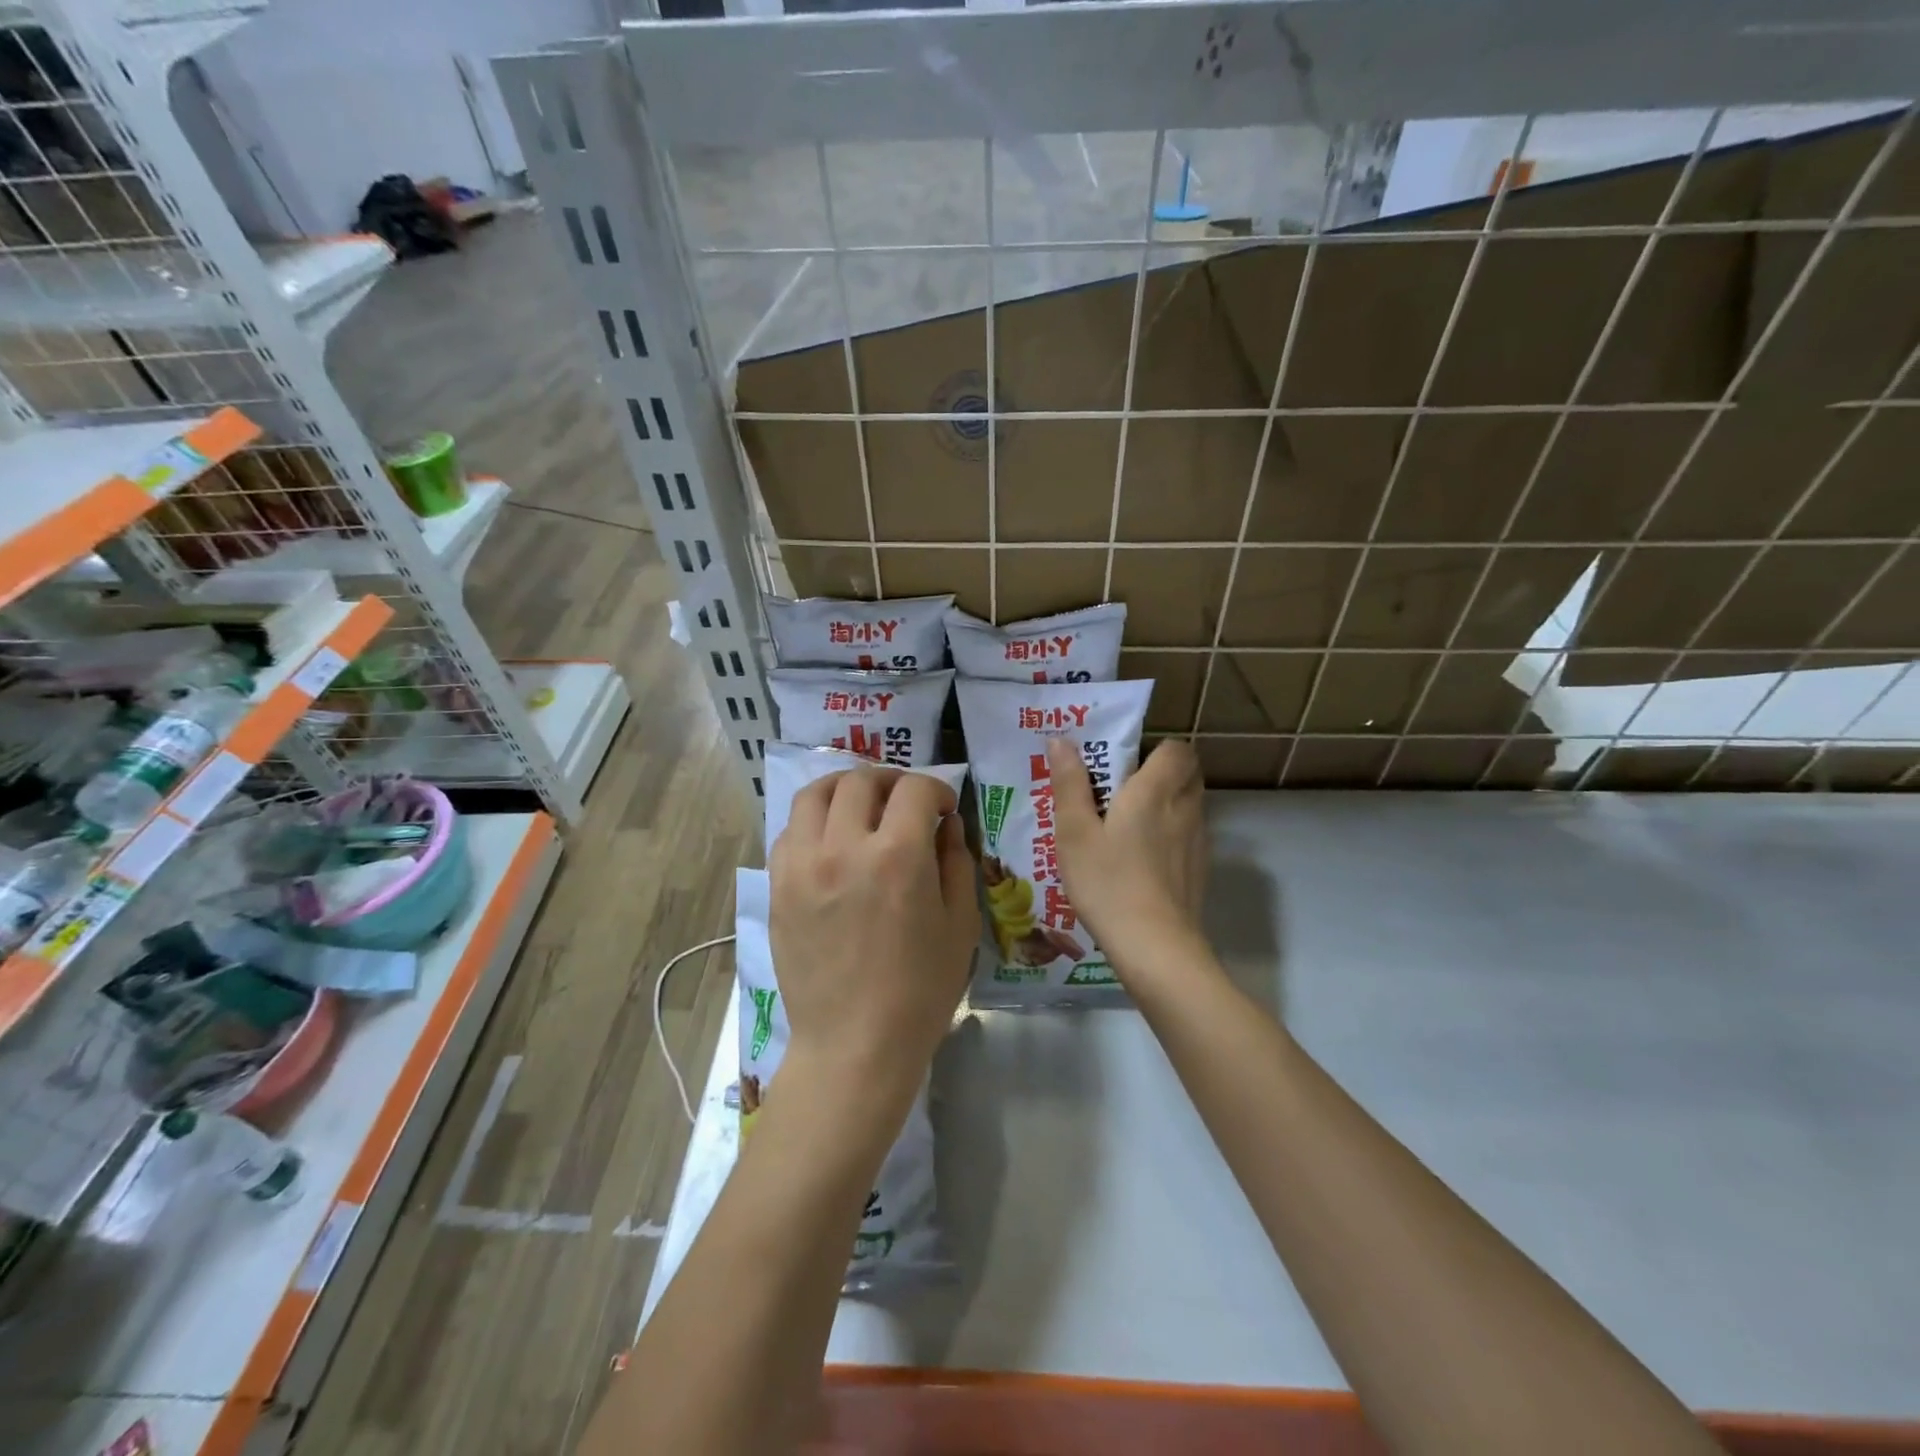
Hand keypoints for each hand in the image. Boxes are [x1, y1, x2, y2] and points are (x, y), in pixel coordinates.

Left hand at [768, 768, 977, 1119]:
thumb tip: (946, 823)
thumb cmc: (920, 990)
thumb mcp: (960, 923)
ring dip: (844, 788)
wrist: (854, 1044)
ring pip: (814, 794)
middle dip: (891, 780)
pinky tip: (830, 840)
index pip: (914, 790)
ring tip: (861, 805)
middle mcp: (843, 847)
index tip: (944, 808)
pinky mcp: (778, 886)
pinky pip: (789, 830)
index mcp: (897, 856)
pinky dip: (814, 821)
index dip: (937, 789)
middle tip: (905, 801)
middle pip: (860, 780)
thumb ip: (956, 861)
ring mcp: (802, 865)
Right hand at [1048, 738, 1207, 979]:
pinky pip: (1188, 835)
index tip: (1123, 762)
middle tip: (1122, 789)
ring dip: (1166, 804)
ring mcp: (1197, 841)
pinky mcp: (1200, 870)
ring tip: (1127, 825)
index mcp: (1156, 790)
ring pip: (1189, 805)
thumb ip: (1070, 784)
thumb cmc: (1108, 882)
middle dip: (1161, 772)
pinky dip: (1171, 835)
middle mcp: (1185, 808)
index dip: (1155, 748)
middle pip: (1187, 773)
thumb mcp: (1074, 833)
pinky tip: (1141, 860)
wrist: (1155, 947)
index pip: (1177, 748)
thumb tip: (1061, 741)